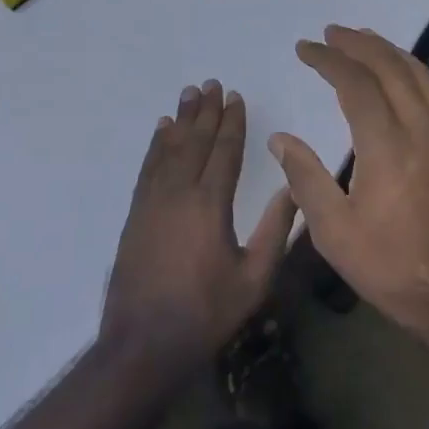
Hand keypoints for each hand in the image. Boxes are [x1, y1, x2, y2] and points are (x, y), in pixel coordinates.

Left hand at [101, 81, 298, 370]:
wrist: (142, 344)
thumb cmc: (205, 313)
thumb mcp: (254, 279)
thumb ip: (275, 231)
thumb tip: (292, 188)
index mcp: (210, 204)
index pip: (224, 151)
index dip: (232, 122)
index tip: (236, 97)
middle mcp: (179, 192)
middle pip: (195, 141)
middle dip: (206, 111)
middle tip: (212, 83)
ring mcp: (153, 202)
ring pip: (169, 149)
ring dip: (181, 120)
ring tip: (189, 94)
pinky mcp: (136, 214)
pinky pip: (148, 167)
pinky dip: (156, 145)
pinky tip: (161, 131)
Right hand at [270, 27, 428, 342]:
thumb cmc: (393, 268)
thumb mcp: (335, 234)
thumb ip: (306, 179)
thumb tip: (280, 140)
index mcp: (387, 147)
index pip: (356, 84)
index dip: (329, 60)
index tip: (305, 49)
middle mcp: (420, 129)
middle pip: (390, 67)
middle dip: (359, 44)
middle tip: (331, 32)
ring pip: (419, 74)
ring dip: (389, 51)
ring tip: (364, 39)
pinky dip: (416, 70)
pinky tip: (405, 72)